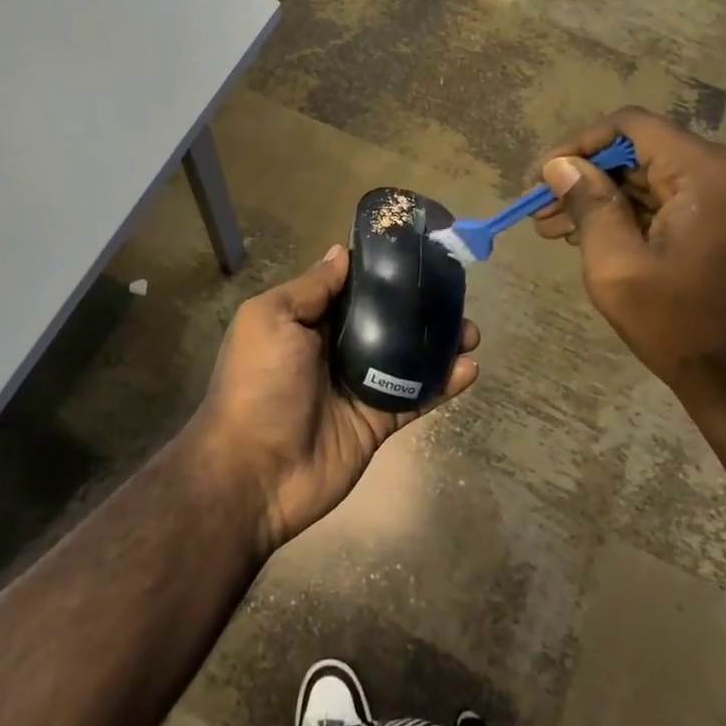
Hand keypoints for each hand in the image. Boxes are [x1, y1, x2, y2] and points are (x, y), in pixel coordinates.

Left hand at [184, 245, 479, 556]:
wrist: (254, 472)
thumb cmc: (259, 383)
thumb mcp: (272, 319)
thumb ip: (311, 288)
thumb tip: (341, 253)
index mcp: (307, 321)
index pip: (350, 288)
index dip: (380, 272)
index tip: (417, 253)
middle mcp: (334, 349)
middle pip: (385, 320)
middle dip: (419, 307)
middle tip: (455, 293)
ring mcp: (358, 387)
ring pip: (406, 357)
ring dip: (439, 343)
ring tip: (471, 331)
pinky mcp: (377, 422)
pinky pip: (415, 397)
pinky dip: (443, 384)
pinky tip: (469, 368)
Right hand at [534, 108, 725, 403]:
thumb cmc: (685, 330)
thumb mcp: (618, 268)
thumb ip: (588, 205)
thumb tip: (560, 166)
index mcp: (715, 175)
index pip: (632, 127)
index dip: (579, 146)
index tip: (543, 178)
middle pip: (648, 151)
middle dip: (591, 178)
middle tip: (543, 213)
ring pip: (664, 175)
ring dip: (612, 197)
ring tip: (560, 229)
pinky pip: (686, 197)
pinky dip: (644, 211)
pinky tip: (602, 235)